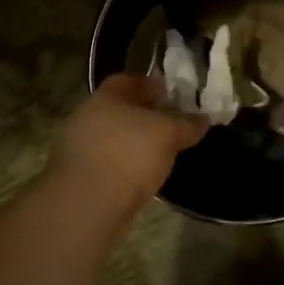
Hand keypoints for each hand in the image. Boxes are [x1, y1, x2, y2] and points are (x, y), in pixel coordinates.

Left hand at [52, 73, 209, 212]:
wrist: (89, 204)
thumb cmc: (129, 155)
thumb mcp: (168, 133)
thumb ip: (186, 123)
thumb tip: (202, 119)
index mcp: (105, 97)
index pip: (128, 80)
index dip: (151, 85)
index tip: (172, 96)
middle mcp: (88, 118)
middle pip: (121, 110)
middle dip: (146, 116)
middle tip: (172, 126)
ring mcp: (80, 148)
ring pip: (115, 138)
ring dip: (136, 143)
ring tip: (163, 153)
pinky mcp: (81, 177)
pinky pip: (110, 163)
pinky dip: (127, 165)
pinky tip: (144, 176)